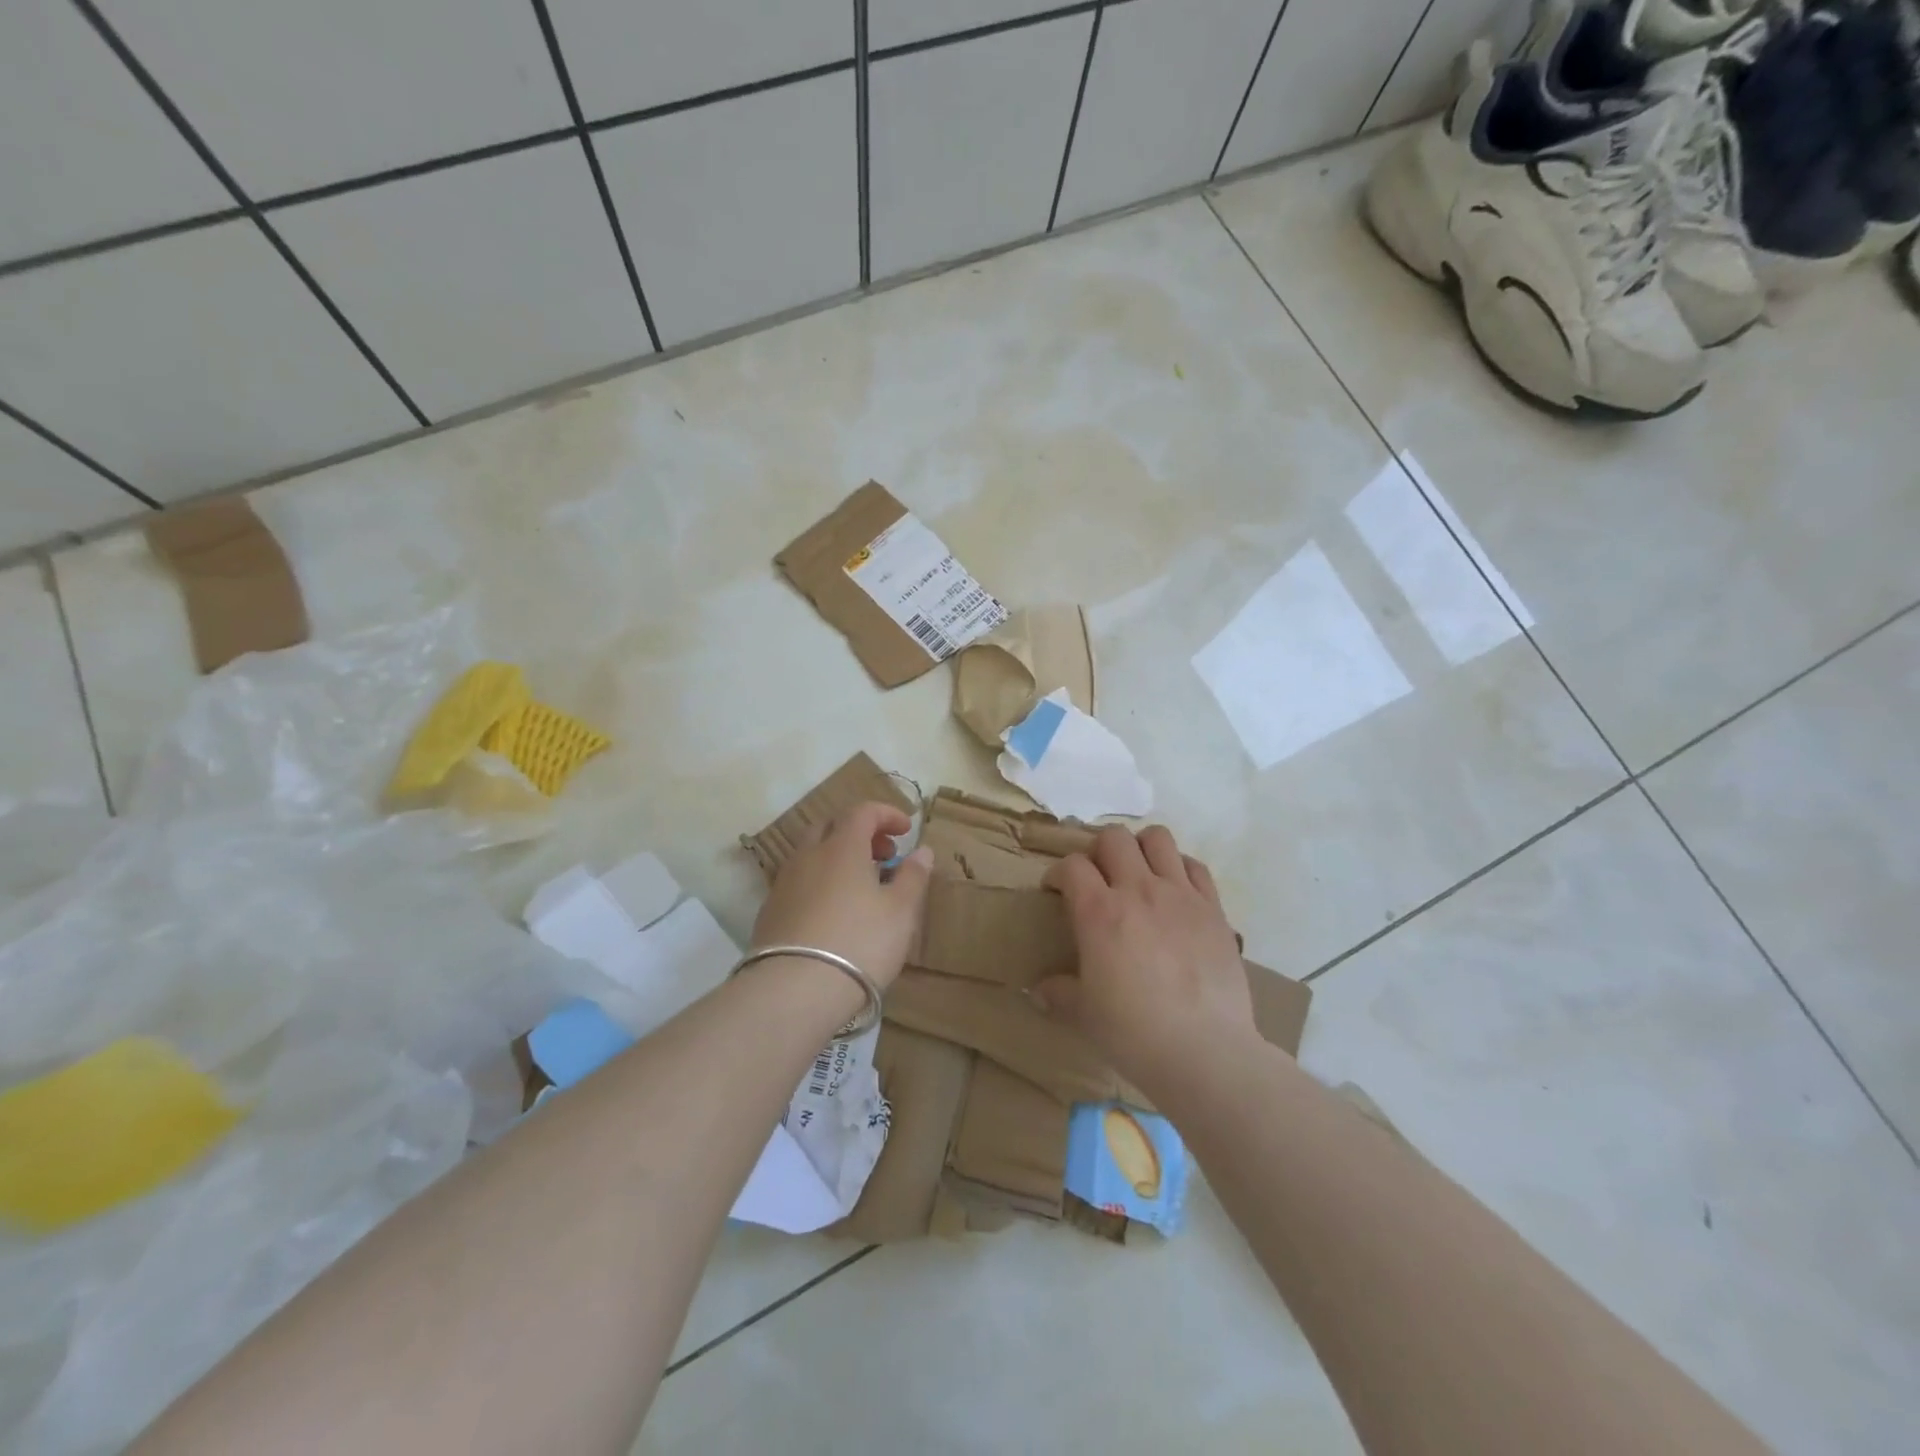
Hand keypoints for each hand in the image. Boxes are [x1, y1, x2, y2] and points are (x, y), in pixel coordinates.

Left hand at [750, 801, 933, 991]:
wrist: (793, 991)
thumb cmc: (859, 943)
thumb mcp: (900, 912)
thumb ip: (913, 876)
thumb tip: (922, 850)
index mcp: (842, 847)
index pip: (862, 811)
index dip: (886, 814)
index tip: (907, 829)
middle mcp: (808, 856)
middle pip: (832, 827)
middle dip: (860, 833)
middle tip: (884, 855)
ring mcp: (784, 883)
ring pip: (812, 855)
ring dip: (838, 858)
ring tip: (861, 887)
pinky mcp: (770, 912)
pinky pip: (799, 882)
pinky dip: (820, 882)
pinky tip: (832, 912)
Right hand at [1034, 825, 1254, 1088]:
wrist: (1205, 1052)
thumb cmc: (1134, 1033)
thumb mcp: (1084, 1015)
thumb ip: (1058, 994)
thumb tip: (1037, 991)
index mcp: (1099, 912)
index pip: (1072, 865)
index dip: (1059, 873)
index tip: (1057, 891)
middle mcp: (1139, 890)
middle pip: (1113, 838)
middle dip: (1098, 851)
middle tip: (1098, 878)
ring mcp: (1181, 895)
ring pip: (1158, 838)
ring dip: (1141, 848)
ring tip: (1138, 874)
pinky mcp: (1214, 908)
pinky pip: (1195, 866)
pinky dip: (1180, 869)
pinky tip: (1175, 892)